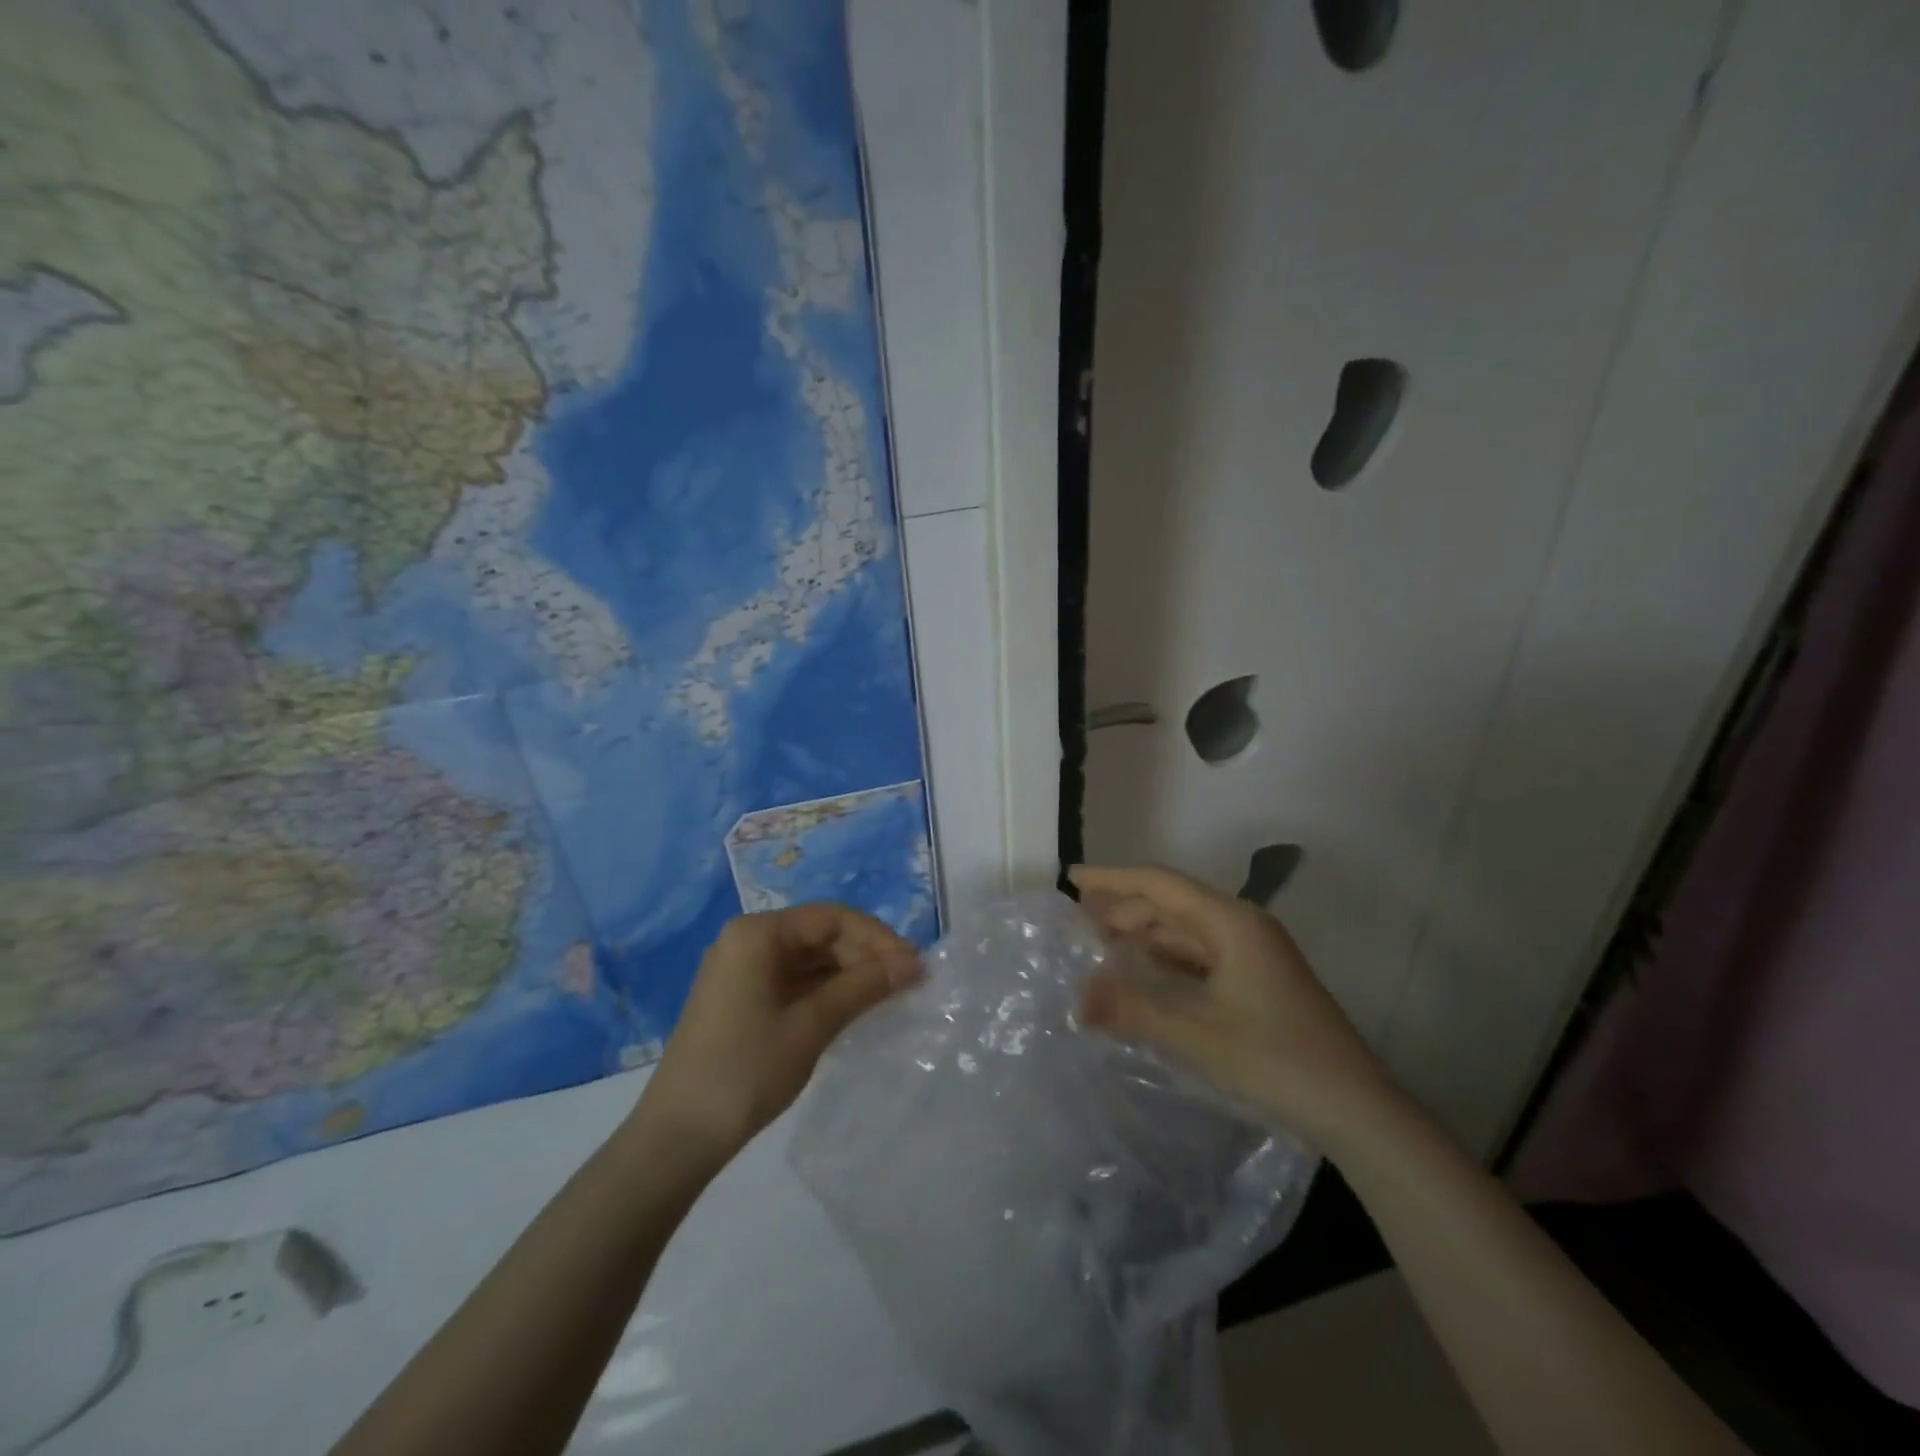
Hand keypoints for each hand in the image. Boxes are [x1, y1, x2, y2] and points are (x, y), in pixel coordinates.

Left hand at [633, 903, 921, 1160]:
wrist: (676, 1137)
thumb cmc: (745, 1071)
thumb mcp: (811, 1026)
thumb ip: (863, 987)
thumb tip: (913, 965)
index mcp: (758, 933)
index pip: (832, 918)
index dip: (878, 938)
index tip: (913, 967)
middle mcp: (748, 940)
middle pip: (820, 934)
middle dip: (865, 955)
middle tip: (907, 984)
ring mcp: (742, 969)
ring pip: (809, 958)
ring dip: (849, 974)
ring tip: (889, 997)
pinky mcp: (742, 997)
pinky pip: (794, 980)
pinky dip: (826, 990)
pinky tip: (855, 1008)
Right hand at [1072, 864, 1404, 1150]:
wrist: (1357, 1111)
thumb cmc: (1277, 1061)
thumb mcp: (1197, 1035)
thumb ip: (1132, 1011)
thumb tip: (1075, 998)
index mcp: (1231, 922)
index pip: (1160, 883)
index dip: (1113, 878)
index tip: (1072, 878)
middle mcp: (1243, 926)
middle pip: (1172, 903)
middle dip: (1124, 909)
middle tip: (1078, 925)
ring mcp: (1254, 953)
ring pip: (1186, 930)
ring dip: (1144, 935)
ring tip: (1101, 947)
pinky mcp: (1258, 980)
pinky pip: (1200, 955)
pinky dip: (1166, 959)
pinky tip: (1144, 975)